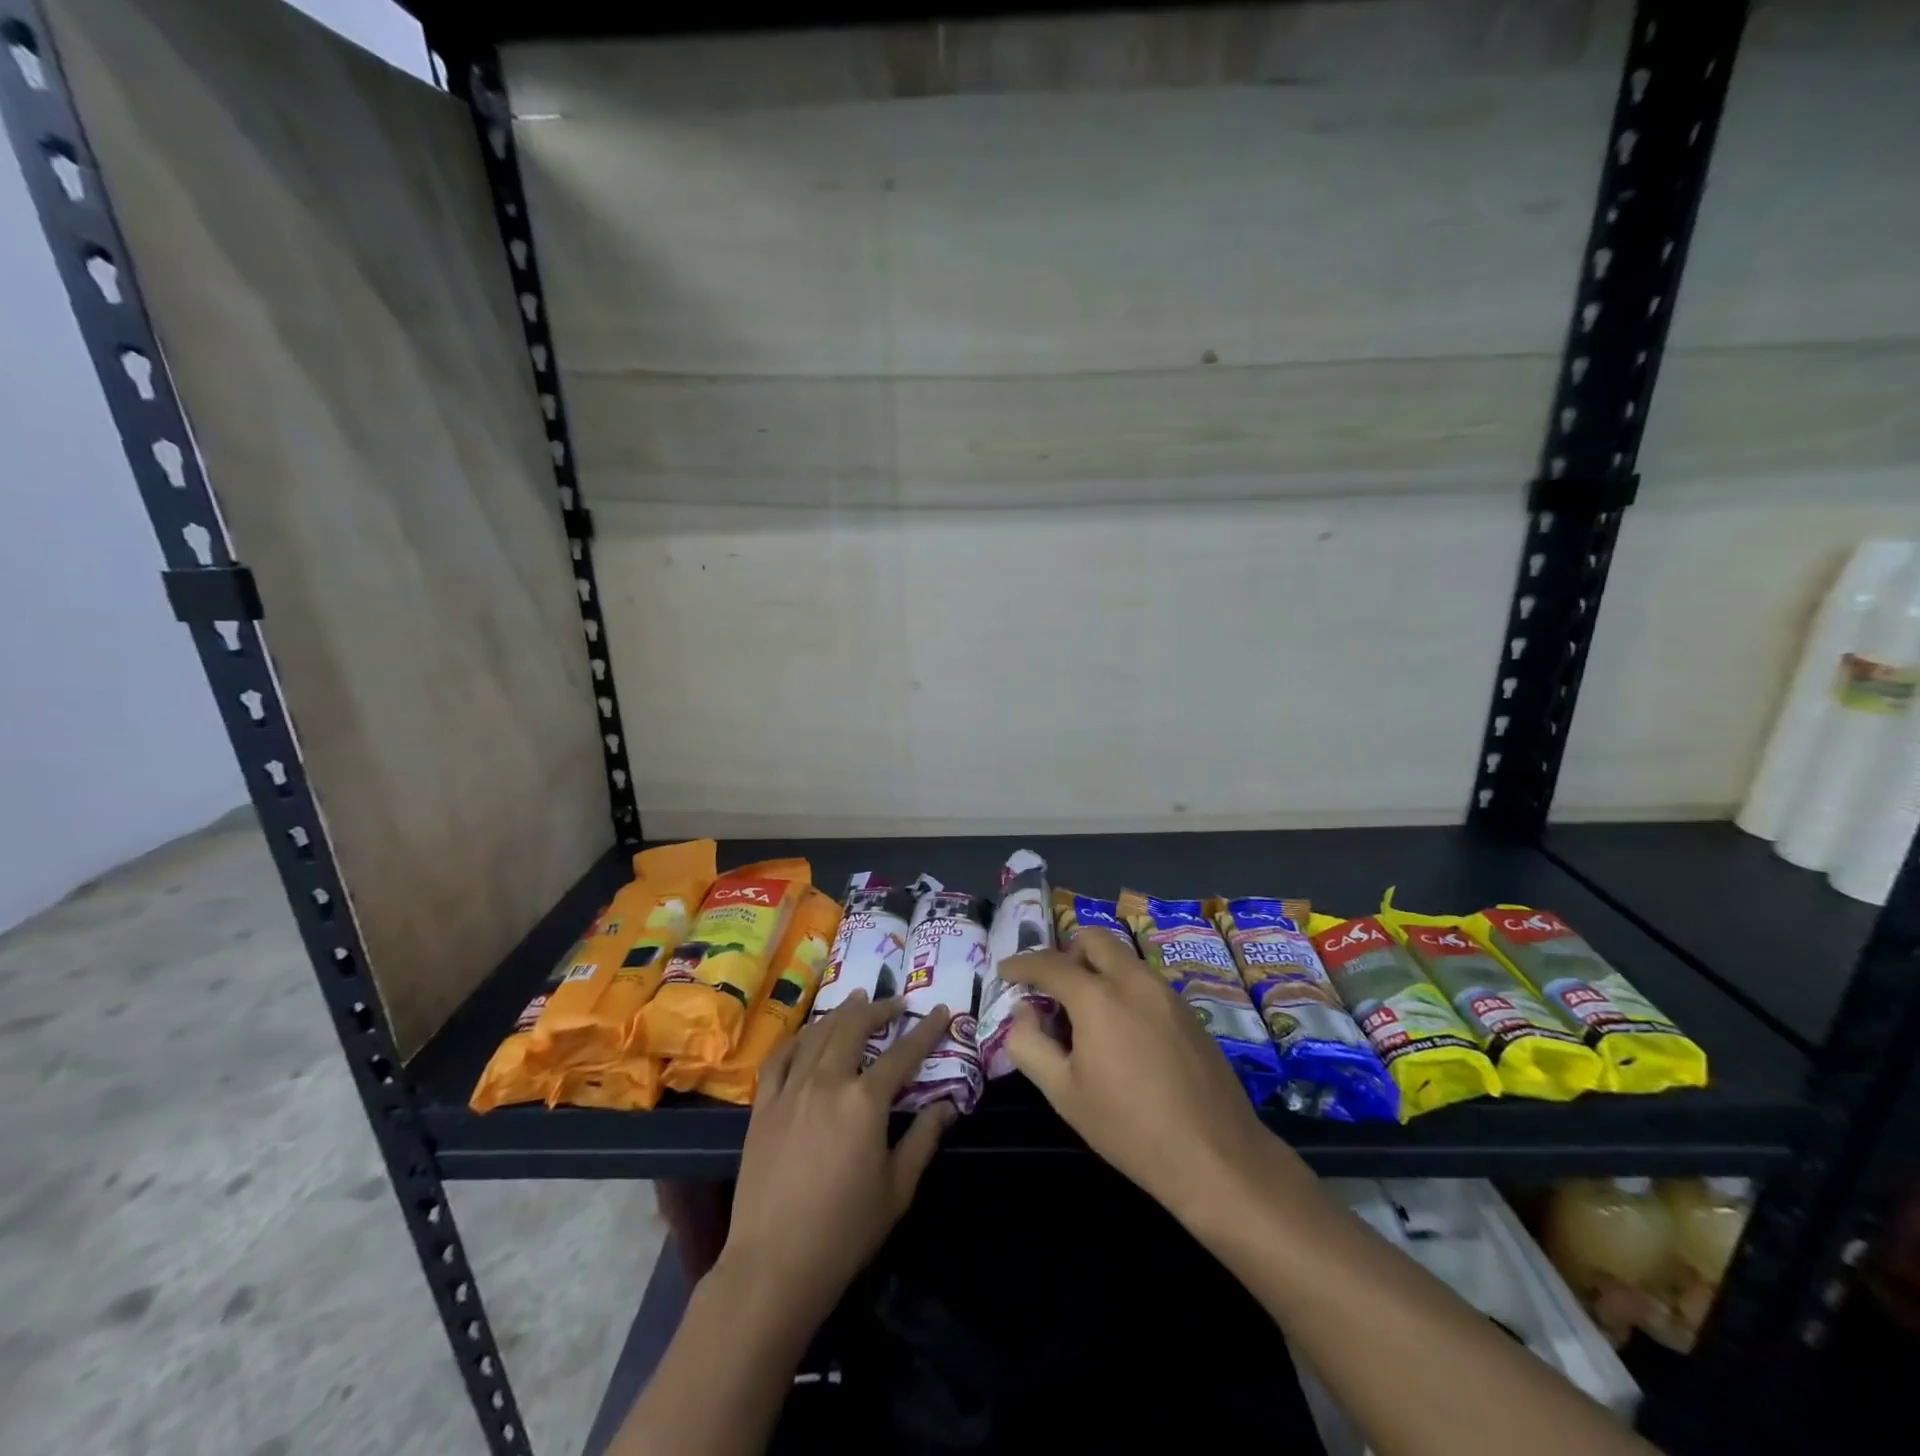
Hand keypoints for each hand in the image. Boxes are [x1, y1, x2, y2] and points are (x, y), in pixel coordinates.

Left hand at [719, 993, 955, 1330]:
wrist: (774, 1264)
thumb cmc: (844, 1231)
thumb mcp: (898, 1189)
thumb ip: (924, 1139)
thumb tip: (947, 1105)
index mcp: (865, 1101)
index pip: (903, 1053)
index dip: (925, 1030)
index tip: (942, 1011)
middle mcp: (828, 1081)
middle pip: (855, 1027)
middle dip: (879, 1009)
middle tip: (896, 1003)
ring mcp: (791, 1089)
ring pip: (818, 1033)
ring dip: (842, 1013)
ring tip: (857, 1001)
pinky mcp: (764, 1105)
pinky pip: (781, 1056)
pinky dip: (799, 1037)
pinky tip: (809, 1034)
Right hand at [1002, 931, 1272, 1217]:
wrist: (1216, 1156)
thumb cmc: (1129, 1127)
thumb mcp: (1063, 1093)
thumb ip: (1029, 1044)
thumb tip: (1023, 1011)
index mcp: (1098, 996)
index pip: (1049, 963)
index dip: (1021, 964)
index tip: (1005, 971)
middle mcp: (1133, 980)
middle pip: (1093, 939)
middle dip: (1066, 953)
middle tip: (1051, 987)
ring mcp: (1166, 992)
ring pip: (1123, 958)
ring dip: (1096, 969)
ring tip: (1085, 1013)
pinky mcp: (1188, 1011)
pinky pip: (1144, 980)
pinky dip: (1122, 987)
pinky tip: (1121, 1031)